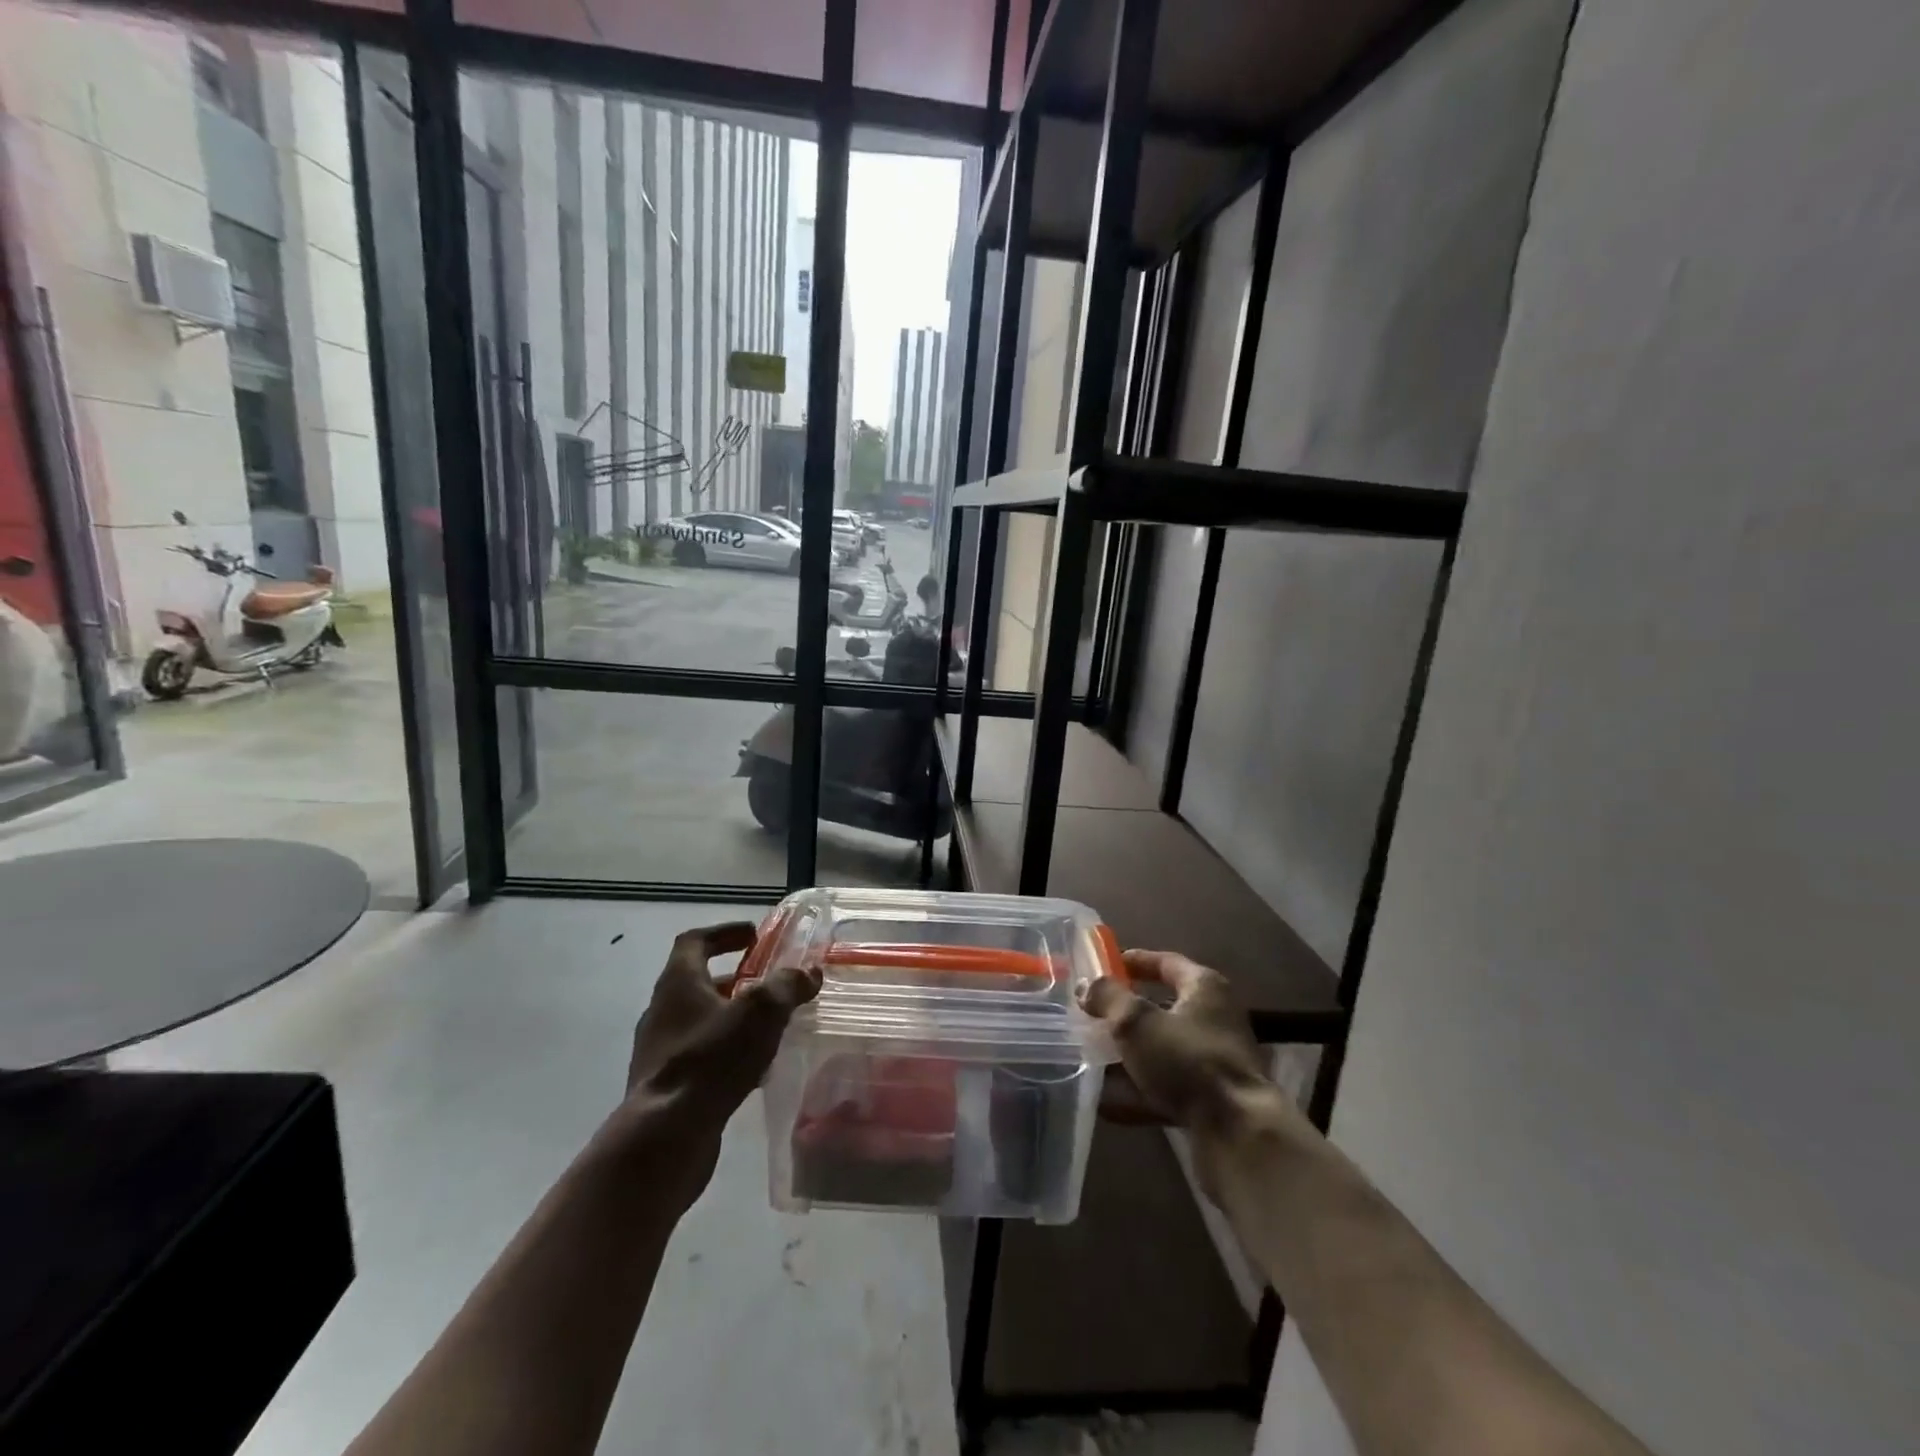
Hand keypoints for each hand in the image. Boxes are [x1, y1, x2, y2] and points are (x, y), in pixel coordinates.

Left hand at [617, 923, 820, 1201]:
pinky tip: (756, 1068)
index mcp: (678, 983)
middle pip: (698, 981)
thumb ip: (787, 986)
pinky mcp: (667, 1086)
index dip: (724, 932)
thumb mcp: (760, 1012)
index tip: (754, 935)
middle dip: (735, 978)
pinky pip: (701, 1055)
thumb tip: (809, 972)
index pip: (694, 941)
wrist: (664, 1138)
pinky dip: (727, 1051)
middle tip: (769, 982)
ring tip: (769, 1025)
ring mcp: (660, 1051)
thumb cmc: (711, 1060)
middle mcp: (662, 1012)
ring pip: (701, 1020)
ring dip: (733, 1016)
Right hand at [1082, 949, 1298, 1192]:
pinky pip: (1164, 1087)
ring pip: (1161, 1050)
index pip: (1166, 962)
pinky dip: (1137, 1092)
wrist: (1238, 1133)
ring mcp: (1213, 1061)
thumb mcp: (1136, 1021)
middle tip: (1092, 1013)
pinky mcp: (1209, 1099)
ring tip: (1090, 1056)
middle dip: (1125, 1012)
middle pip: (1162, 1008)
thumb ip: (1108, 998)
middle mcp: (1214, 1019)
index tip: (1106, 965)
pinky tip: (1105, 1102)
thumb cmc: (1187, 1059)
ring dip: (1128, 1054)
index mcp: (1204, 988)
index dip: (1135, 961)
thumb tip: (1085, 986)